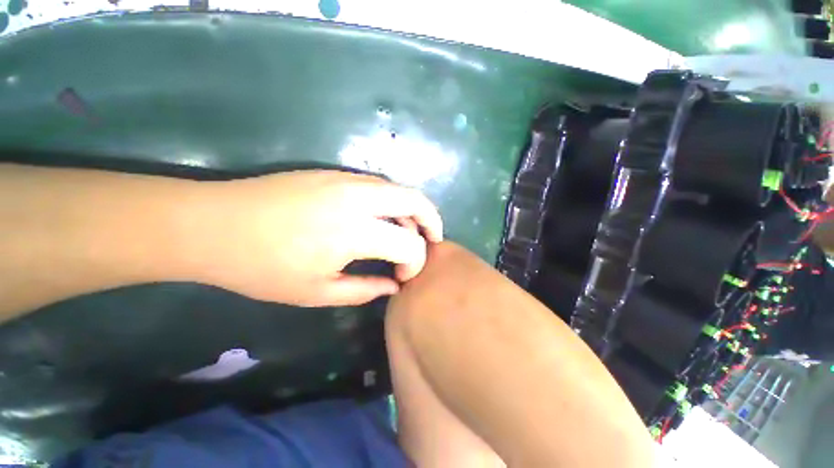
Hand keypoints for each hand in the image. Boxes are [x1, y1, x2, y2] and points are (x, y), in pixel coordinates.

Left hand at [193, 170, 442, 306]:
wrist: (213, 224)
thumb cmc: (262, 268)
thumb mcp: (315, 293)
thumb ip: (364, 290)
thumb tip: (394, 285)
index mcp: (353, 232)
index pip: (408, 244)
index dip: (416, 262)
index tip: (404, 276)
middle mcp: (358, 199)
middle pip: (415, 200)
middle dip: (432, 220)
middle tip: (433, 239)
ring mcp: (346, 180)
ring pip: (398, 189)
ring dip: (412, 210)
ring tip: (409, 232)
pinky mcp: (334, 173)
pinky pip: (379, 185)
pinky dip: (392, 202)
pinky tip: (383, 218)